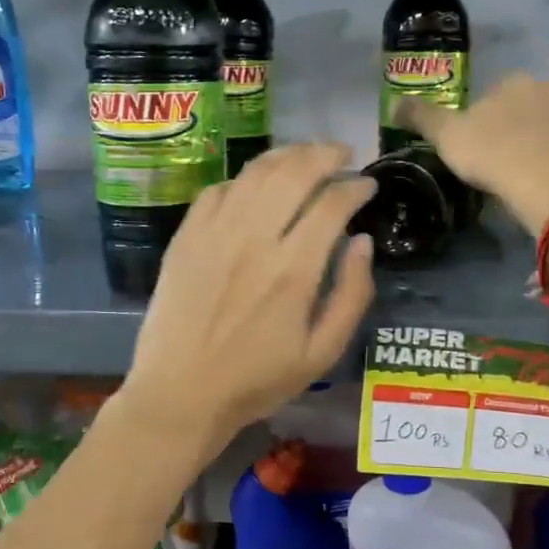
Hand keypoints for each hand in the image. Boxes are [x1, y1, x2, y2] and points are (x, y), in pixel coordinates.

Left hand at [118, 144, 375, 454]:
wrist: (180, 393)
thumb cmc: (257, 381)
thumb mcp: (321, 354)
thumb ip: (352, 295)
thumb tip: (362, 242)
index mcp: (293, 270)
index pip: (332, 204)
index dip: (356, 187)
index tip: (368, 185)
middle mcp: (254, 239)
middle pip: (294, 172)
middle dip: (325, 154)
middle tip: (342, 154)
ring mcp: (214, 233)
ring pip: (255, 173)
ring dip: (287, 155)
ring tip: (306, 156)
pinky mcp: (186, 237)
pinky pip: (218, 189)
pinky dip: (244, 179)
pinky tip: (256, 184)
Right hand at [394, 75, 548, 233]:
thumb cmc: (493, 154)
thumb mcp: (446, 136)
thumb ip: (421, 117)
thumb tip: (394, 103)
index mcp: (513, 81)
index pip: (493, 93)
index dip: (481, 120)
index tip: (475, 146)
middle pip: (525, 107)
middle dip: (514, 127)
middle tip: (498, 161)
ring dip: (539, 143)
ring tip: (523, 174)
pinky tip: (547, 183)